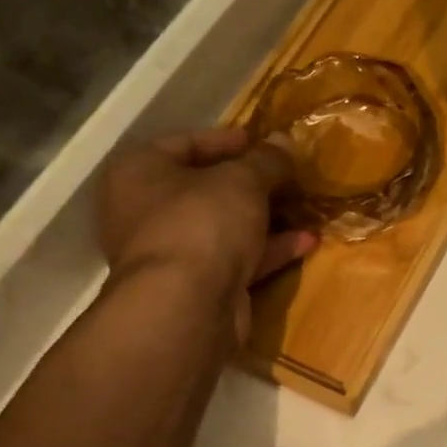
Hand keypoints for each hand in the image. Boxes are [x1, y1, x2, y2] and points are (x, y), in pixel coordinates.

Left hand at [96, 127, 316, 341]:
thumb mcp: (243, 180)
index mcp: (139, 173)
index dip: (227, 139)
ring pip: (225, 226)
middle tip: (289, 176)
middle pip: (206, 187)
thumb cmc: (202, 222)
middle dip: (253, 183)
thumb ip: (267, 160)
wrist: (186, 306)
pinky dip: (269, 249)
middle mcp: (146, 211)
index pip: (184, 143)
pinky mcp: (197, 286)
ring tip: (305, 207)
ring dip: (266, 217)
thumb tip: (285, 141)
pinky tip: (307, 242)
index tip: (264, 141)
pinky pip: (236, 258)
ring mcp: (172, 252)